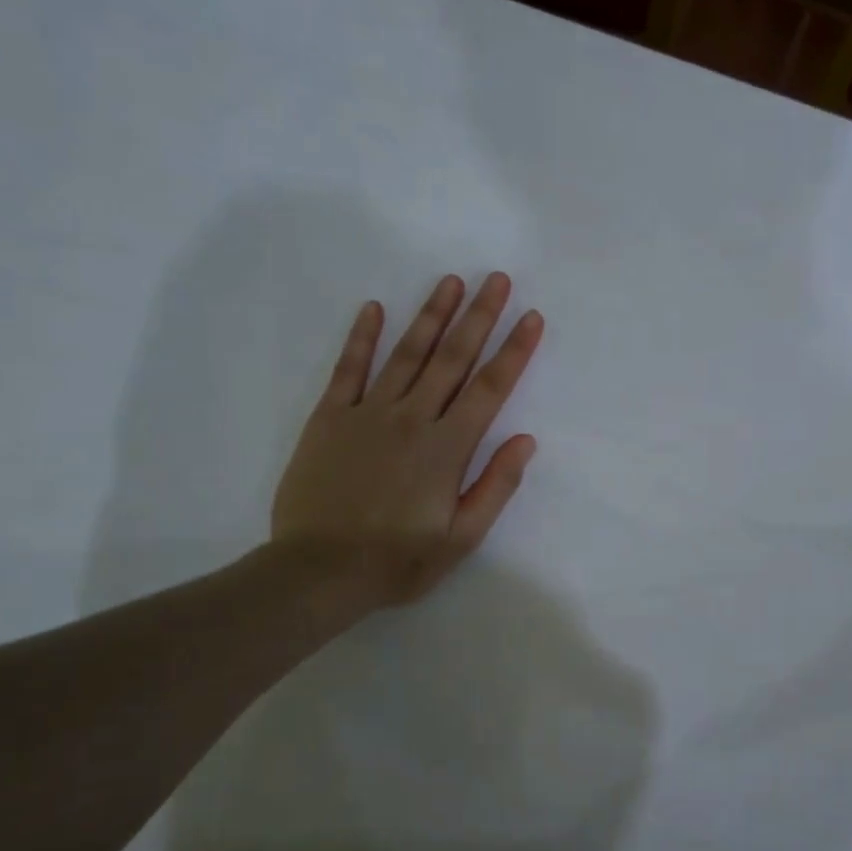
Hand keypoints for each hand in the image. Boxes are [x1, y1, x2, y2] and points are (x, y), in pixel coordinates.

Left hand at [269, 272, 542, 610]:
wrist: (319, 571)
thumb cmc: (398, 561)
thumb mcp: (462, 538)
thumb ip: (496, 486)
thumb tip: (525, 440)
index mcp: (448, 448)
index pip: (490, 389)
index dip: (514, 351)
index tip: (531, 317)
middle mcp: (412, 419)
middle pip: (452, 359)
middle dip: (478, 317)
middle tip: (496, 279)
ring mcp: (367, 414)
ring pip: (406, 354)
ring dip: (431, 315)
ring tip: (450, 281)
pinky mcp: (329, 419)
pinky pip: (348, 369)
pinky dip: (362, 338)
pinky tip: (374, 309)